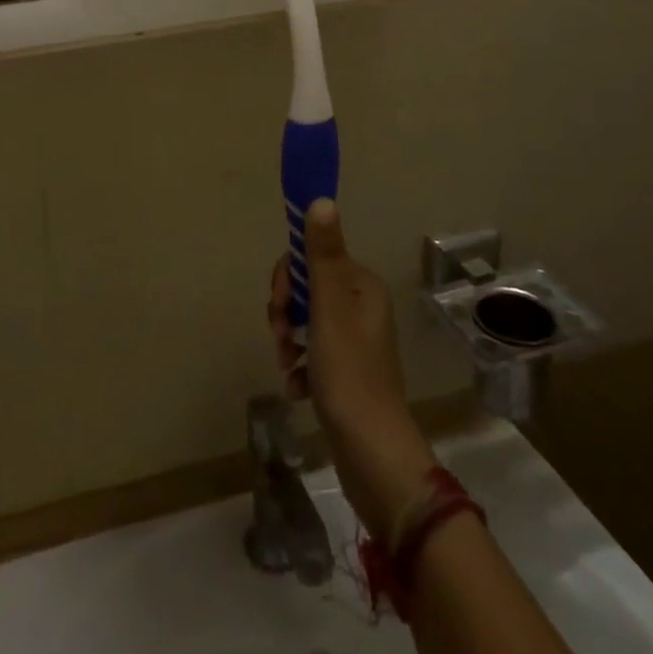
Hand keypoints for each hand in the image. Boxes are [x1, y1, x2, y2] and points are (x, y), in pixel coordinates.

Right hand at [270, 200, 436, 541]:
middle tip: (281, 336)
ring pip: (305, 320)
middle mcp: (361, 306)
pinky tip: (297, 386)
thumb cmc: (349, 374)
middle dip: (286, 310)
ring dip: (288, 339)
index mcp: (361, 286)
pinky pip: (312, 352)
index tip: (280, 304)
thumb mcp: (328, 310)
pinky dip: (299, 364)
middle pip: (307, 288)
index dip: (289, 276)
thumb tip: (321, 199)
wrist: (373, 454)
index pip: (313, 256)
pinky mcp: (347, 371)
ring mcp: (355, 340)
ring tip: (287, 365)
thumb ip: (322, 255)